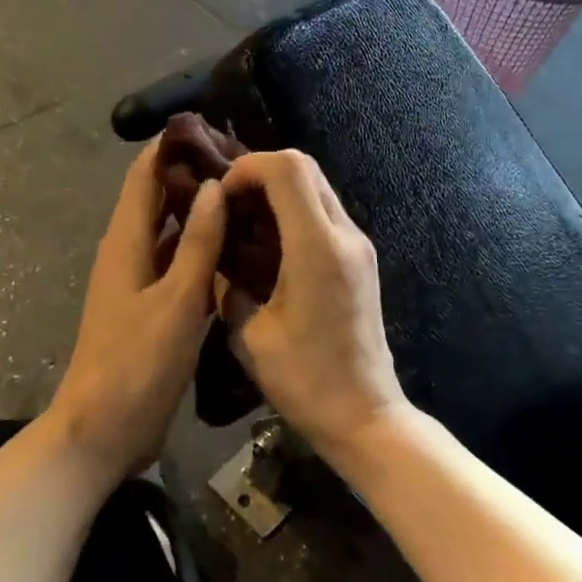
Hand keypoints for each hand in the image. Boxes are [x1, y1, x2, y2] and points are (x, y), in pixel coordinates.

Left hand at [48, 142, 226, 481]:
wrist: (104, 428)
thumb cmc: (138, 362)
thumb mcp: (177, 300)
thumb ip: (198, 243)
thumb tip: (213, 186)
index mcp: (126, 242)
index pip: (144, 176)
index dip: (171, 147)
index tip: (213, 128)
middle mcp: (129, 253)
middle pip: (158, 200)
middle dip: (193, 178)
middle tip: (246, 166)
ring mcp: (139, 283)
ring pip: (171, 234)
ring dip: (200, 216)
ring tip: (249, 201)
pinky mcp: (151, 309)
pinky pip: (178, 267)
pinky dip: (201, 253)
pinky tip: (236, 253)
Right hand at [219, 151, 408, 459]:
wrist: (364, 414)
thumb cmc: (304, 380)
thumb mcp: (249, 335)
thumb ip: (228, 287)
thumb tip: (218, 259)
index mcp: (317, 248)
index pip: (288, 169)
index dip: (248, 168)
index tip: (221, 195)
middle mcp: (346, 235)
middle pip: (306, 168)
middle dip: (261, 173)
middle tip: (228, 203)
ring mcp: (359, 246)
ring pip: (319, 188)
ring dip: (280, 191)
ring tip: (244, 220)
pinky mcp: (362, 261)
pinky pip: (326, 214)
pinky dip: (296, 211)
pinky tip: (269, 242)